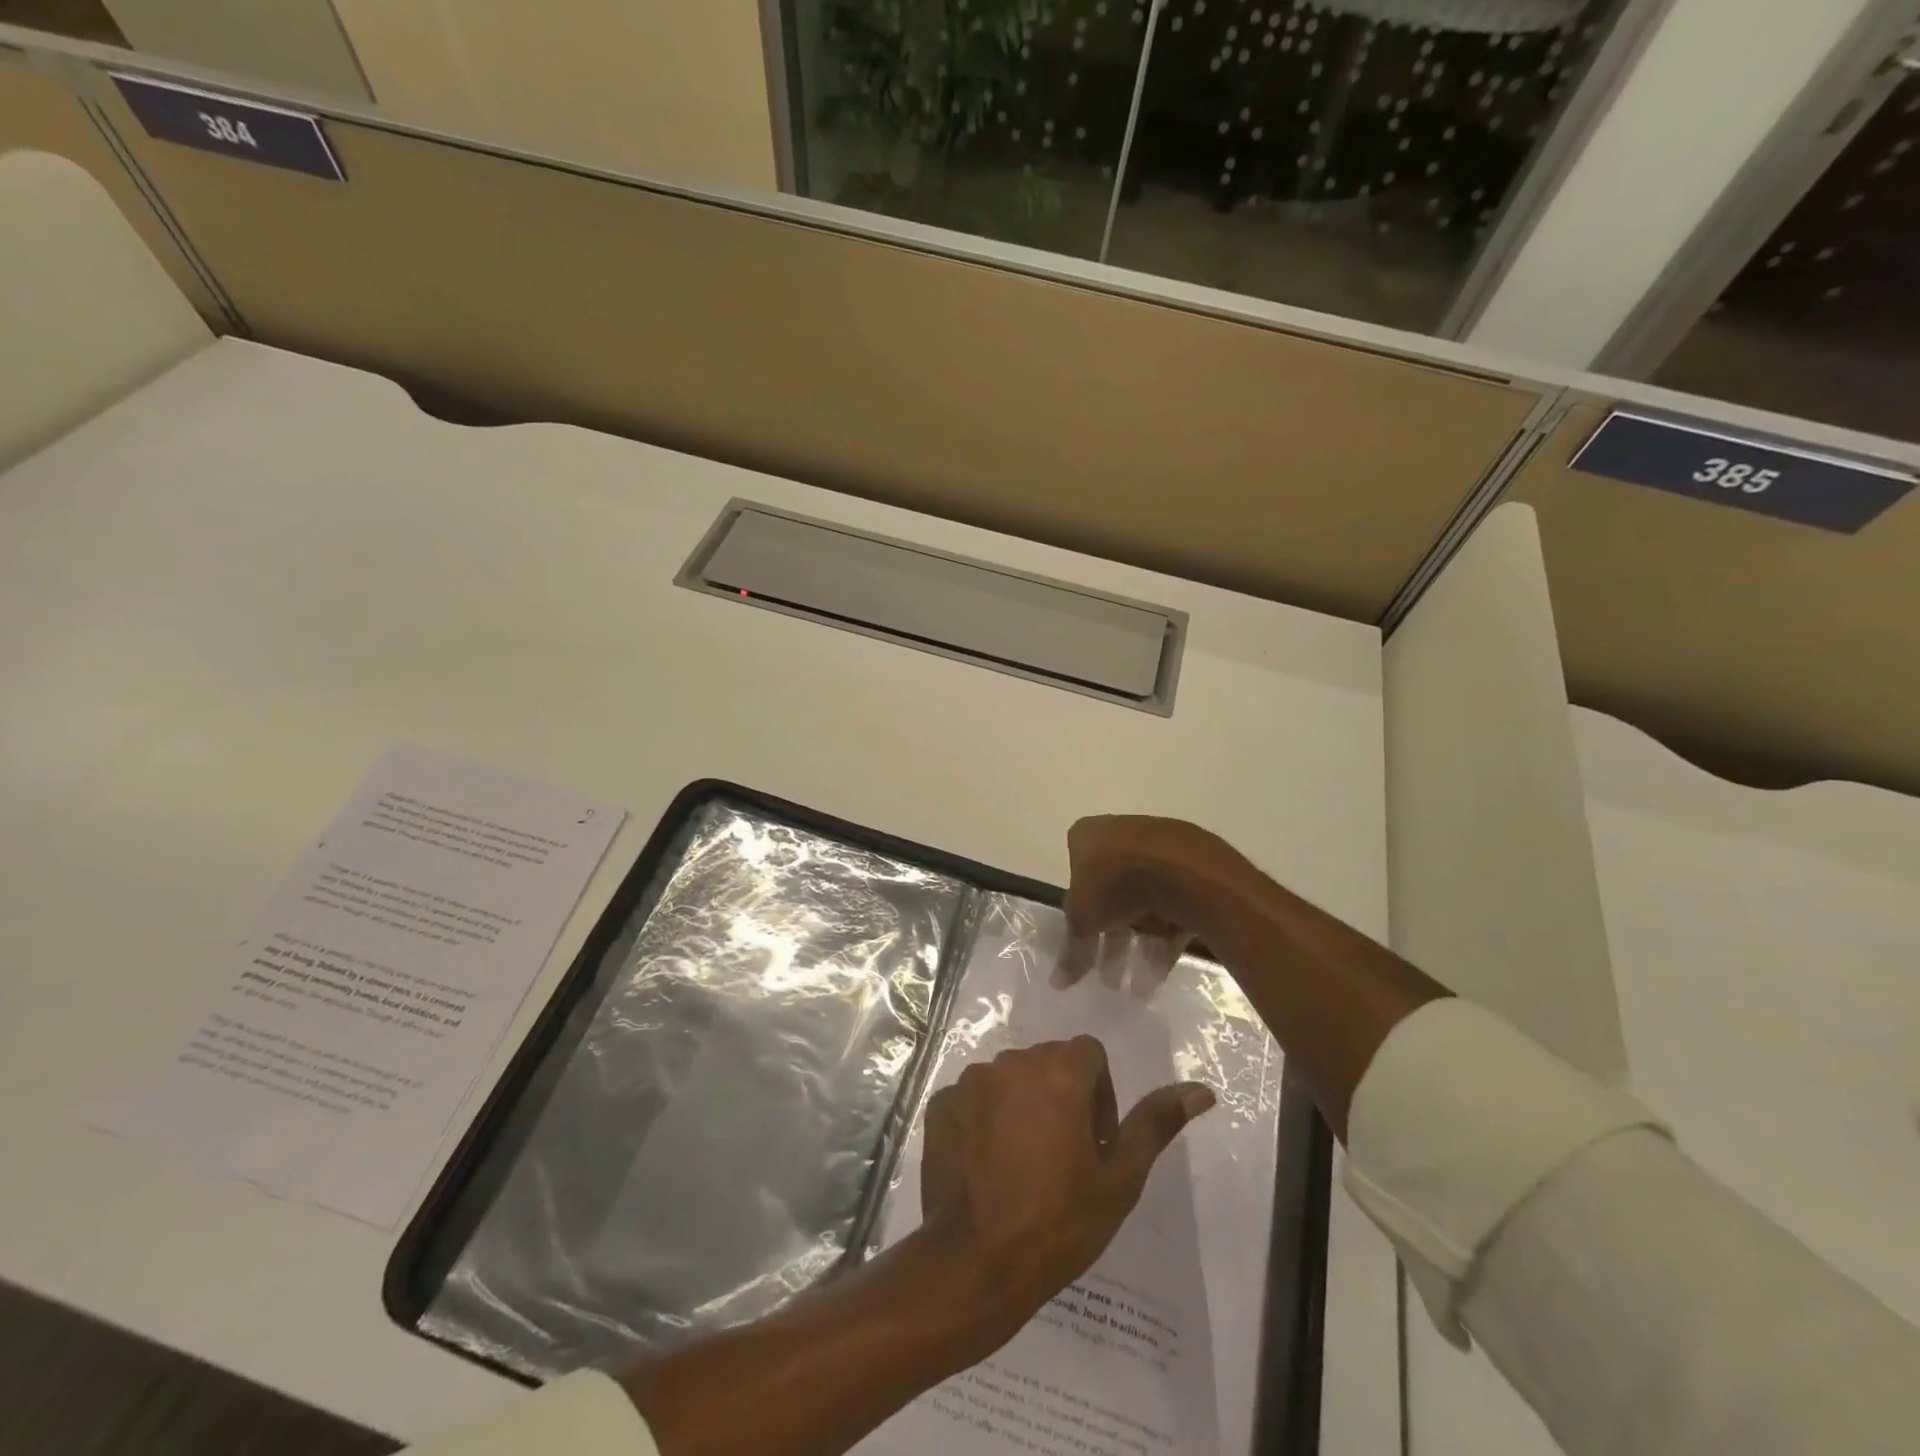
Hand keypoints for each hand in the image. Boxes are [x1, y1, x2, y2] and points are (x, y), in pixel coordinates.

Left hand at [917, 1038, 1213, 1352]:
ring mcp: (971, 1081)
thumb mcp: (1120, 1179)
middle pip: (1047, 1061)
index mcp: (1058, 1072)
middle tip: (1061, 1155)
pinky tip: (987, 1164)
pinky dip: (984, 1118)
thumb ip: (1155, 1124)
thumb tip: (1200, 1090)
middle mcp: (1012, 1062)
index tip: (1094, 1142)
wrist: (977, 1263)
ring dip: (1021, 1104)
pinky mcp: (941, 1102)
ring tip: (1022, 1161)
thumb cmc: (1059, 1223)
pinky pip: (973, 1097)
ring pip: (1009, 1078)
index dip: (1099, 1094)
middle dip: (1060, 1095)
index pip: (1088, 1054)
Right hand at [1056, 815, 1251, 992]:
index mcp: (1088, 836)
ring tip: (1138, 988)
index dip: (1080, 914)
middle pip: (1112, 894)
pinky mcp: (1189, 870)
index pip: (1076, 873)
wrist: (1178, 867)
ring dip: (1139, 946)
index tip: (1085, 944)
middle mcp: (1121, 835)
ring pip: (1144, 904)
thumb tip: (1057, 982)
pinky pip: (1171, 908)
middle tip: (1110, 978)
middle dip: (1111, 940)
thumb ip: (1072, 949)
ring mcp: (1158, 851)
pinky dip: (1165, 940)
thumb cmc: (1113, 881)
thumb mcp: (1082, 918)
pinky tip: (1160, 974)